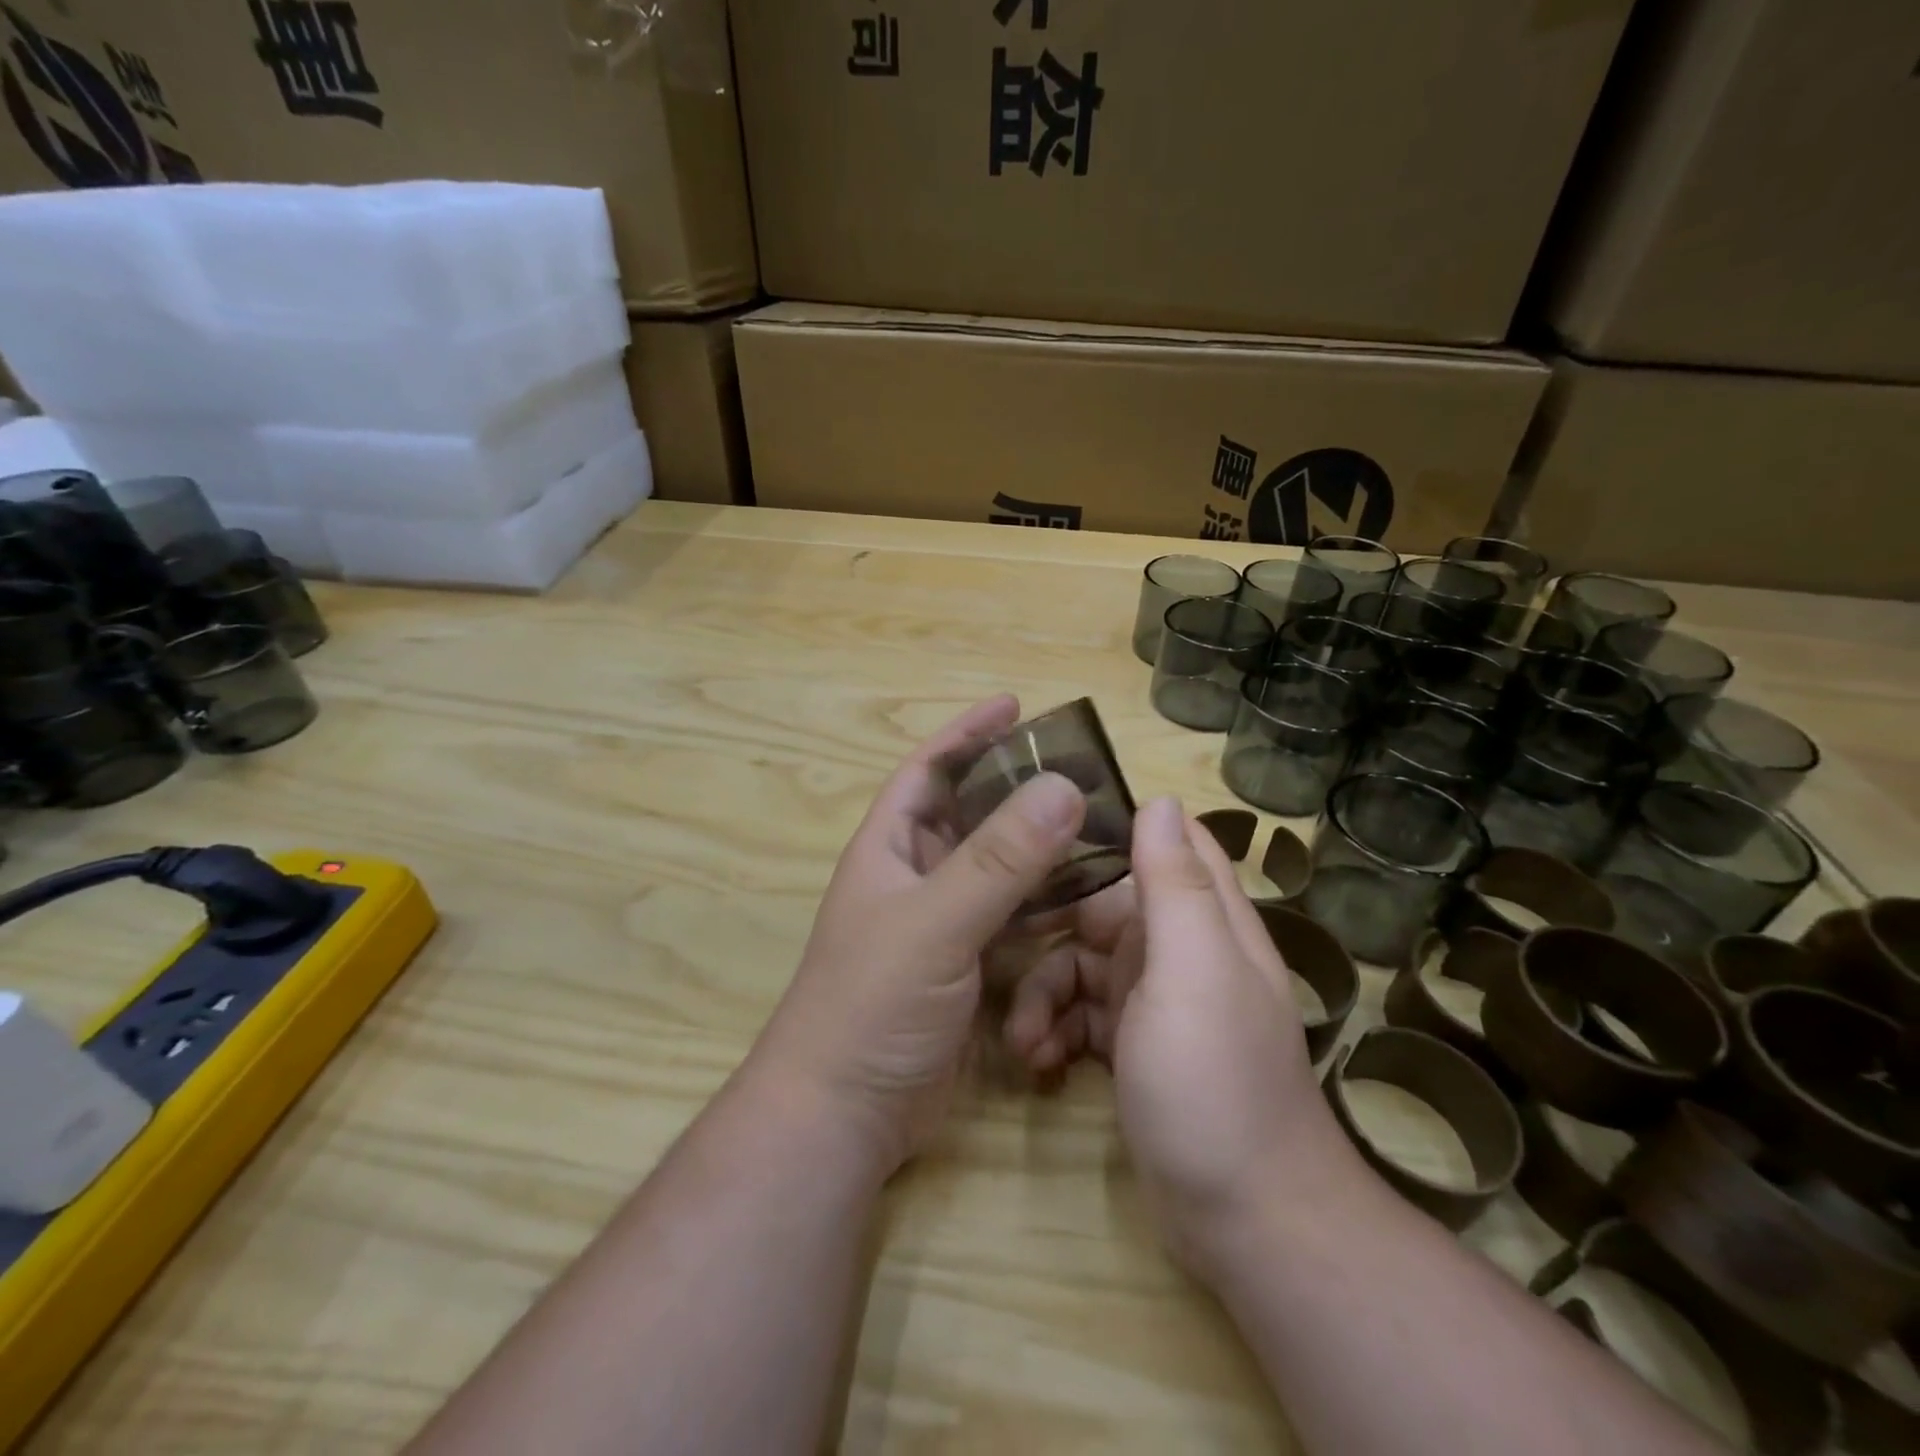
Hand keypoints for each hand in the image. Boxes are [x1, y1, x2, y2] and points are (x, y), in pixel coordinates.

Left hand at [753, 695, 1087, 1176]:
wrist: (845, 1114)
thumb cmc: (872, 1003)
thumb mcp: (935, 923)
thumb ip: (999, 859)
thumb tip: (1063, 785)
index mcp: (890, 848)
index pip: (928, 770)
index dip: (966, 734)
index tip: (1014, 704)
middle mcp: (915, 877)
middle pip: (972, 815)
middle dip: (1018, 789)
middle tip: (1080, 771)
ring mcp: (942, 924)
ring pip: (1000, 869)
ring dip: (1040, 848)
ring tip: (1097, 826)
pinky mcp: (967, 967)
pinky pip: (1014, 919)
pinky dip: (1046, 904)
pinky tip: (1087, 896)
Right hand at [1005, 798, 1357, 1267]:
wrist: (1245, 1221)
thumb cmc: (1216, 1081)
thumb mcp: (1193, 972)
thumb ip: (1175, 885)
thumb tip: (1160, 798)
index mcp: (1203, 919)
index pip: (1169, 843)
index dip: (1114, 827)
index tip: (1049, 828)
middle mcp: (1180, 950)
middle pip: (1103, 907)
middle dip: (1053, 927)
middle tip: (1003, 943)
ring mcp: (1154, 1001)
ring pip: (1081, 965)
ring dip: (1044, 993)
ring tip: (1022, 1038)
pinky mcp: (1132, 1047)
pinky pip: (1079, 1016)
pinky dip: (1055, 1030)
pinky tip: (1037, 1060)